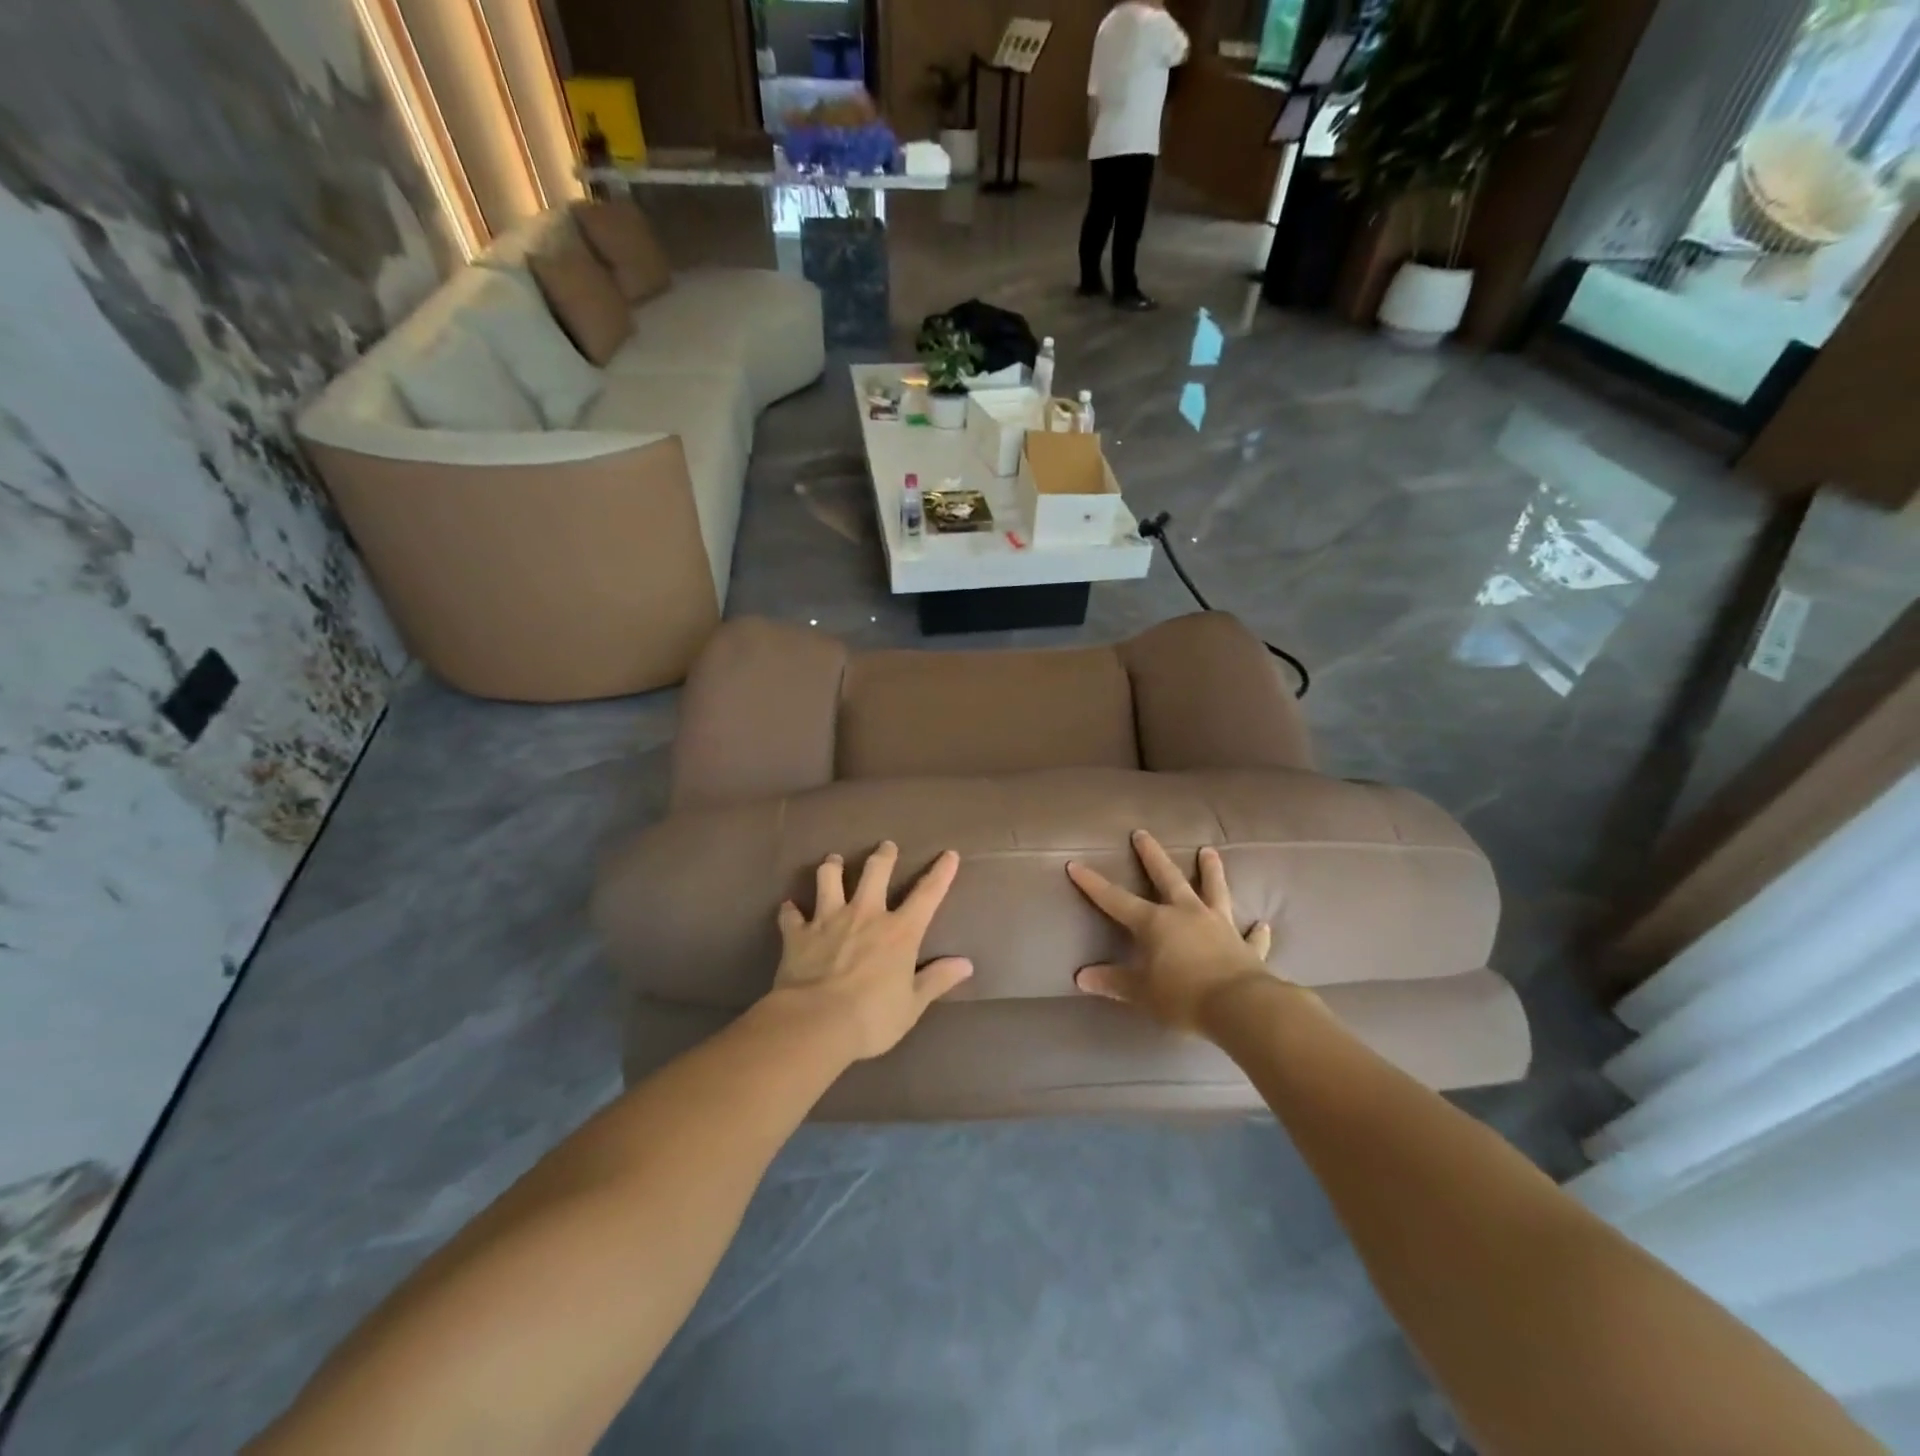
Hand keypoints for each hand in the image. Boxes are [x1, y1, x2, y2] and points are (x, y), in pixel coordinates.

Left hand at [765, 842, 973, 1061]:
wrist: (816, 1023)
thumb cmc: (872, 1017)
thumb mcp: (912, 1005)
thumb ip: (937, 980)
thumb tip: (965, 964)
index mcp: (899, 932)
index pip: (927, 895)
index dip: (940, 873)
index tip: (949, 854)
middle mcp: (865, 915)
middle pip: (875, 872)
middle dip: (883, 856)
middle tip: (886, 846)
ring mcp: (828, 920)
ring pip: (829, 879)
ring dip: (832, 867)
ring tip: (833, 860)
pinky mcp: (798, 934)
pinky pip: (791, 915)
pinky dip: (790, 911)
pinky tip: (789, 907)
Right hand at [1066, 830, 1276, 1031]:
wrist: (1241, 1006)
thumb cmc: (1183, 996)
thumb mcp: (1141, 992)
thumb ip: (1113, 982)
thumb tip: (1080, 977)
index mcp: (1156, 923)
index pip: (1116, 900)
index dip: (1094, 884)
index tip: (1075, 864)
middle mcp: (1187, 914)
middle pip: (1167, 878)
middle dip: (1152, 855)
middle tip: (1142, 833)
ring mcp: (1220, 926)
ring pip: (1214, 891)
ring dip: (1211, 871)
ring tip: (1209, 851)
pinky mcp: (1247, 947)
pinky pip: (1251, 936)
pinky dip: (1256, 931)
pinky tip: (1262, 924)